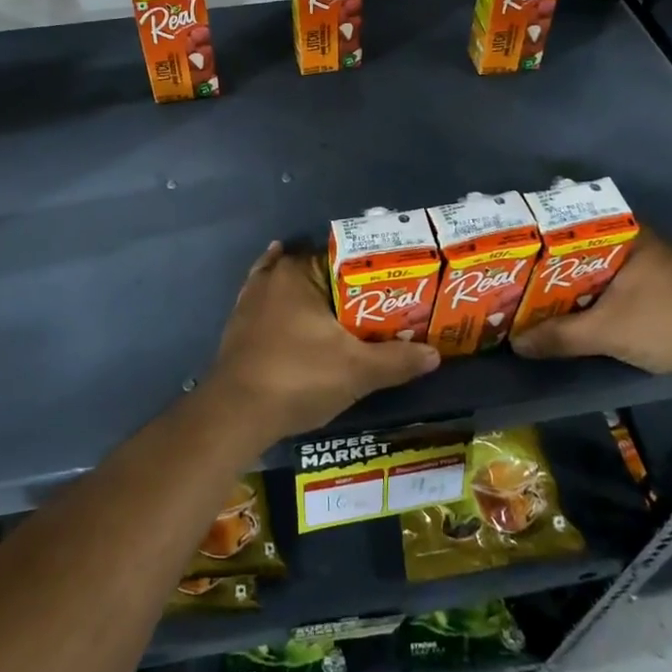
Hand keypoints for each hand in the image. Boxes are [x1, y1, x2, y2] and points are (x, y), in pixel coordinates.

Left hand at [204, 243, 439, 445]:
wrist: (236, 414)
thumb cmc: (298, 377)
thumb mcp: (357, 371)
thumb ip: (397, 360)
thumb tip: (435, 354)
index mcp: (299, 273)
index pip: (342, 257)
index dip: (370, 271)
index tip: (393, 286)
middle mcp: (271, 277)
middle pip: (317, 272)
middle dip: (344, 285)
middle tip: (378, 303)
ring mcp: (249, 300)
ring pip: (290, 287)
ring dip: (314, 295)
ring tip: (344, 308)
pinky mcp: (238, 326)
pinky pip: (269, 305)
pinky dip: (285, 306)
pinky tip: (295, 310)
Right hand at [510, 230, 671, 375]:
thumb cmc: (666, 321)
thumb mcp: (606, 331)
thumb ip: (560, 336)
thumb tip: (516, 344)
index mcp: (623, 234)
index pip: (569, 222)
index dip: (538, 235)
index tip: (510, 248)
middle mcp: (635, 241)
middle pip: (579, 248)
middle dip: (549, 263)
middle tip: (513, 274)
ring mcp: (649, 264)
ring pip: (595, 268)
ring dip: (569, 282)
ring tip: (531, 293)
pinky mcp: (658, 288)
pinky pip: (610, 283)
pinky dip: (589, 294)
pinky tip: (569, 309)